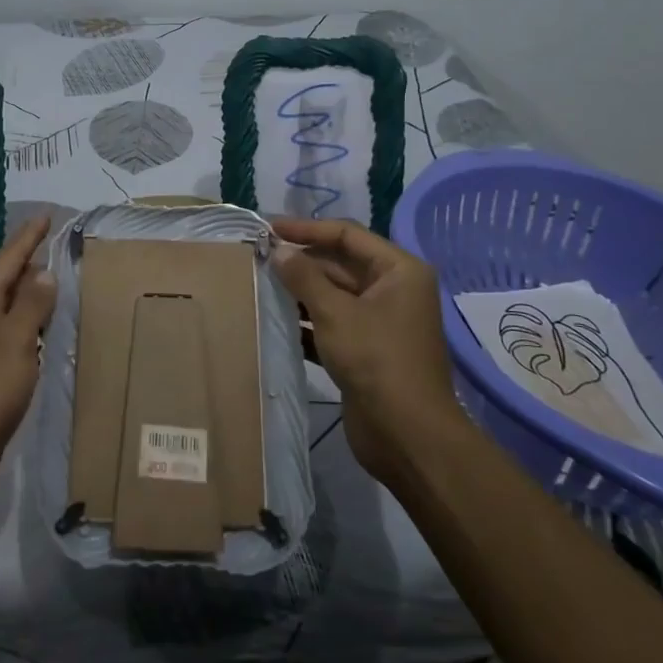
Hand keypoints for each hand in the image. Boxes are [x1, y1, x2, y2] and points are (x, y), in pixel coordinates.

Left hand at [0, 214, 57, 511]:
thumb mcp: (14, 344)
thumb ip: (31, 305)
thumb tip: (44, 271)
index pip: (8, 258)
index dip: (29, 237)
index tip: (47, 214)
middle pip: (6, 279)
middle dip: (32, 261)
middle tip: (63, 245)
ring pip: (9, 306)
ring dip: (32, 293)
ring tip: (60, 279)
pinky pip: (11, 332)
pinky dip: (30, 323)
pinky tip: (46, 327)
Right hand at [272, 217, 464, 481]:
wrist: (406, 434)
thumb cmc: (375, 360)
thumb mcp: (335, 312)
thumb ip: (304, 276)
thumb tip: (279, 250)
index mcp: (398, 271)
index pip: (347, 235)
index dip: (306, 229)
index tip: (268, 228)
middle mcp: (393, 290)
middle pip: (340, 264)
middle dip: (301, 262)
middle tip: (257, 258)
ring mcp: (381, 321)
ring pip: (333, 295)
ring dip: (300, 291)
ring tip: (259, 285)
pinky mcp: (367, 349)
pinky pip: (332, 323)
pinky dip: (307, 320)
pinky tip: (275, 319)